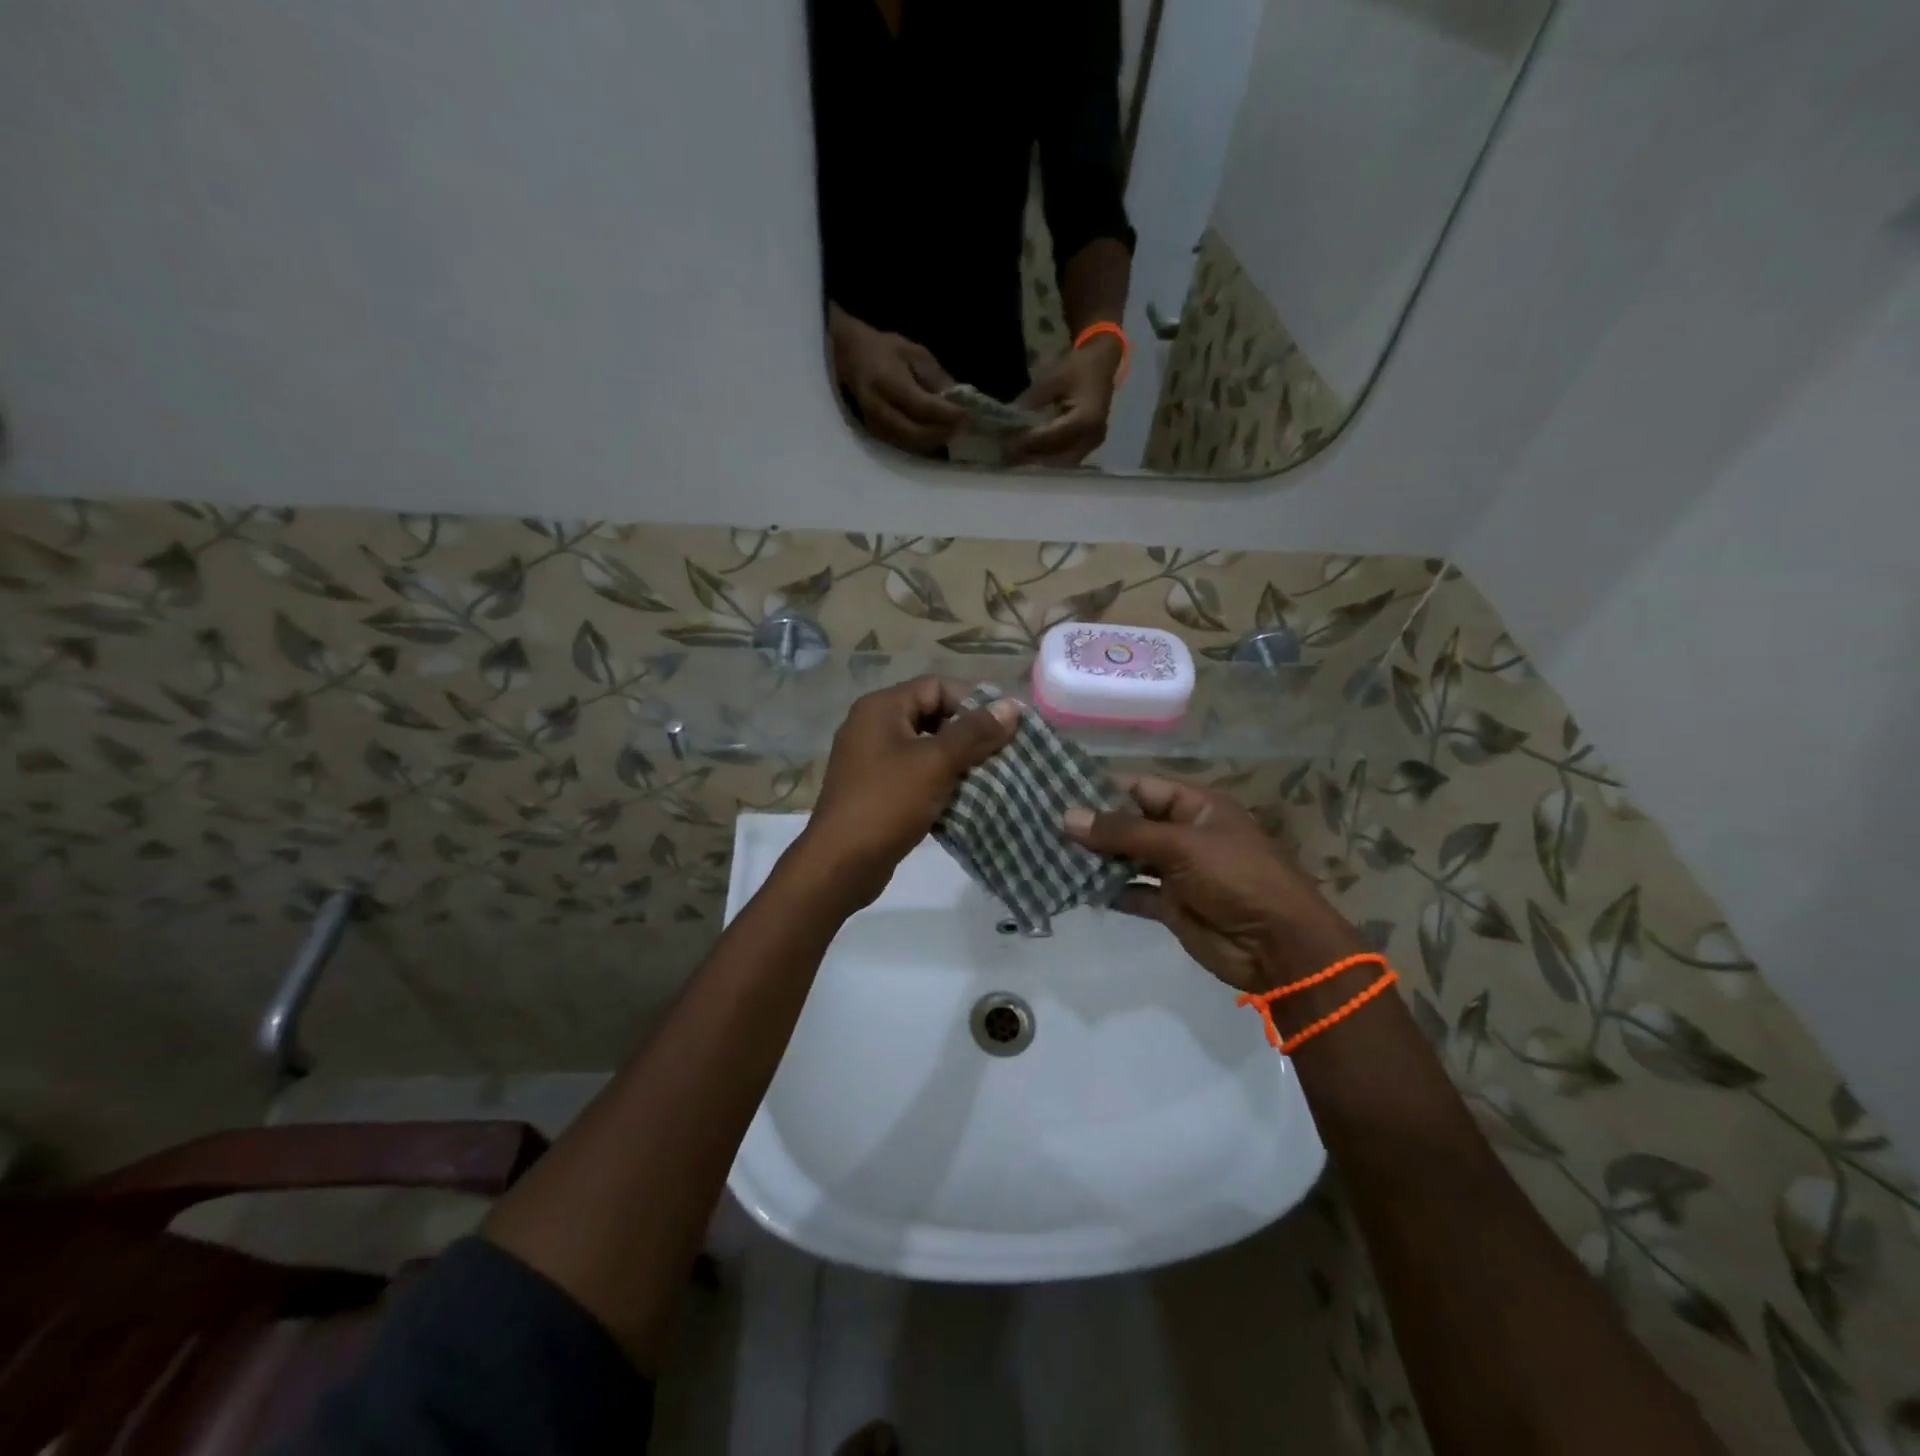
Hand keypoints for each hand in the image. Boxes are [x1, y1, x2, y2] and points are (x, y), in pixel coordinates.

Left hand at [799, 677, 1020, 909]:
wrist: (841, 864)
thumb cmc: (887, 803)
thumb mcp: (936, 763)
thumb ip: (975, 732)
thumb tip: (1013, 705)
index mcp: (881, 708)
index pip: (937, 686)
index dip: (973, 701)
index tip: (1005, 727)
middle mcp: (873, 726)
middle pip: (932, 715)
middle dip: (969, 733)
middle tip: (1002, 753)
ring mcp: (872, 759)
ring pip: (926, 748)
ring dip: (958, 760)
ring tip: (991, 776)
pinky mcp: (876, 789)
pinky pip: (916, 774)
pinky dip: (941, 782)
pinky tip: (965, 799)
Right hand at [828, 304, 965, 454]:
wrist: (851, 357)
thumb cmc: (886, 351)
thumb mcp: (914, 353)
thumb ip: (936, 377)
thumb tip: (958, 400)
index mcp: (887, 381)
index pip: (921, 406)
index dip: (946, 414)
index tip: (967, 415)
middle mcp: (878, 407)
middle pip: (914, 432)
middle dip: (941, 433)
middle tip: (963, 428)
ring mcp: (874, 424)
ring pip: (910, 443)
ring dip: (935, 441)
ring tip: (954, 433)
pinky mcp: (876, 434)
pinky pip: (904, 445)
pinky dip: (924, 443)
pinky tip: (938, 436)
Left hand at [1009, 335, 1123, 465]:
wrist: (1101, 364)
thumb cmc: (1078, 368)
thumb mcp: (1052, 379)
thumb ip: (1032, 401)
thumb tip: (1011, 420)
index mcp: (1087, 418)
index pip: (1053, 436)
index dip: (1029, 442)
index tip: (1007, 446)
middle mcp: (1092, 436)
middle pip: (1059, 457)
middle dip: (1033, 459)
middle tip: (1010, 458)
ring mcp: (1093, 443)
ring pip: (1063, 462)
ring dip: (1040, 462)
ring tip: (1017, 459)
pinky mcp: (1089, 445)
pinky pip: (1068, 458)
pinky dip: (1049, 459)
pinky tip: (1032, 456)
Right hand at [1064, 776, 1364, 992]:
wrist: (1280, 947)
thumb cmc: (1237, 878)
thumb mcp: (1181, 846)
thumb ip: (1124, 832)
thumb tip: (1068, 816)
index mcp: (1196, 807)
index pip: (1140, 788)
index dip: (1101, 788)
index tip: (1056, 789)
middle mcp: (1184, 834)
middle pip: (1130, 823)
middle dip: (1092, 825)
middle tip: (1041, 823)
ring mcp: (1177, 871)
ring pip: (1127, 858)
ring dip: (1095, 858)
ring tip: (1048, 852)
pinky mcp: (1170, 905)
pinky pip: (1131, 891)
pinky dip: (1107, 890)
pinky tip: (1073, 887)